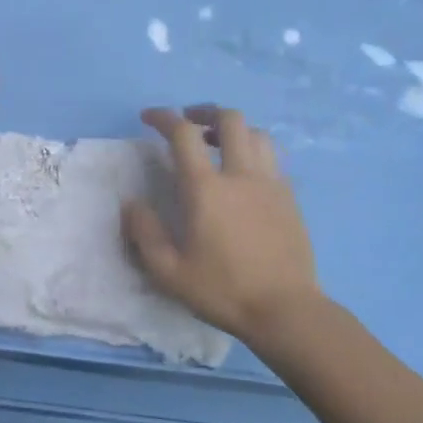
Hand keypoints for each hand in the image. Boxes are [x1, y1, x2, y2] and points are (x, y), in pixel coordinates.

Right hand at [123, 106, 322, 342]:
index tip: (148, 117)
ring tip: (218, 144)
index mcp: (207, 189)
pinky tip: (244, 174)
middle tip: (189, 122)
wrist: (286, 310)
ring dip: (234, 129)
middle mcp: (241, 175)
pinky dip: (254, 152)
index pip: (184, 134)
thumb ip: (145, 233)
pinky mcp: (290, 198)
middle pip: (229, 119)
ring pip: (257, 134)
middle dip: (205, 112)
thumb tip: (132, 204)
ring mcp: (271, 184)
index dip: (163, 117)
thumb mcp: (169, 272)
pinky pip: (273, 158)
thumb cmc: (223, 291)